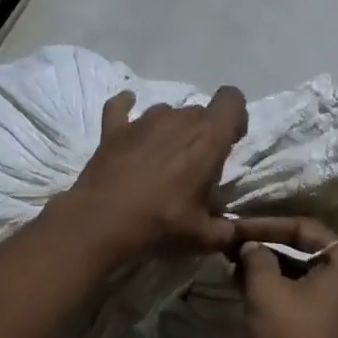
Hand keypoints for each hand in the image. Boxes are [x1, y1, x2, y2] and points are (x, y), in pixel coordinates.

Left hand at [59, 87, 248, 259]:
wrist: (101, 225)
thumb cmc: (160, 225)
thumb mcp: (204, 237)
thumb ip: (227, 230)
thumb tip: (233, 231)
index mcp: (207, 138)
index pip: (231, 100)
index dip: (236, 116)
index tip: (230, 141)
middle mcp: (177, 120)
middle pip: (200, 111)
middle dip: (203, 132)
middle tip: (196, 165)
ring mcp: (142, 121)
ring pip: (166, 112)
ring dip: (170, 129)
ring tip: (163, 159)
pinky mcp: (113, 129)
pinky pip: (120, 107)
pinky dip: (126, 108)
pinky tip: (127, 118)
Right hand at [235, 217, 337, 337]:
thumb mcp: (266, 292)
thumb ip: (256, 258)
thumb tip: (250, 246)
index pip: (307, 228)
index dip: (268, 225)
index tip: (238, 229)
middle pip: (311, 251)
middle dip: (271, 248)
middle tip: (238, 248)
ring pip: (311, 275)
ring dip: (276, 270)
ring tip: (240, 270)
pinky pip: (316, 295)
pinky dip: (289, 290)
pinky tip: (258, 292)